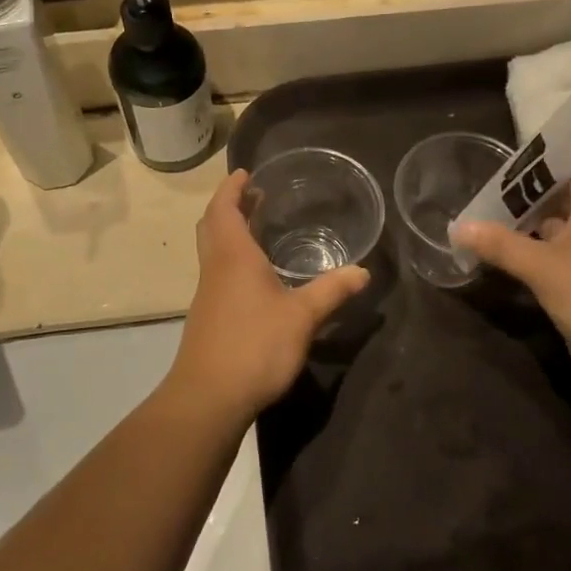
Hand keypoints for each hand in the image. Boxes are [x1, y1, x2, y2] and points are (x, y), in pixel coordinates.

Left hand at [165, 170, 369, 421]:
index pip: (223, 209)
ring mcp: (207, 294)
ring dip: (229, 231)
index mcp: (233, 257)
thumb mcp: (302, 317)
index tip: (244, 173)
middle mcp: (215, 268)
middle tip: (254, 195)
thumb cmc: (254, 346)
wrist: (208, 397)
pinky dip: (231, 258)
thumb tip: (363, 271)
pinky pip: (217, 272)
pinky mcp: (208, 317)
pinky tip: (256, 276)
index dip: (231, 188)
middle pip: (212, 225)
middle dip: (229, 205)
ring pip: (212, 250)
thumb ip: (332, 291)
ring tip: (258, 229)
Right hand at [451, 170, 570, 367]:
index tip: (510, 156)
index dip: (545, 157)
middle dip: (526, 193)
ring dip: (528, 225)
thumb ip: (500, 244)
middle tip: (485, 189)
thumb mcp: (543, 267)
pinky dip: (535, 253)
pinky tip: (508, 257)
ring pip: (559, 229)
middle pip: (562, 196)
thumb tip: (459, 226)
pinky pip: (559, 257)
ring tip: (487, 219)